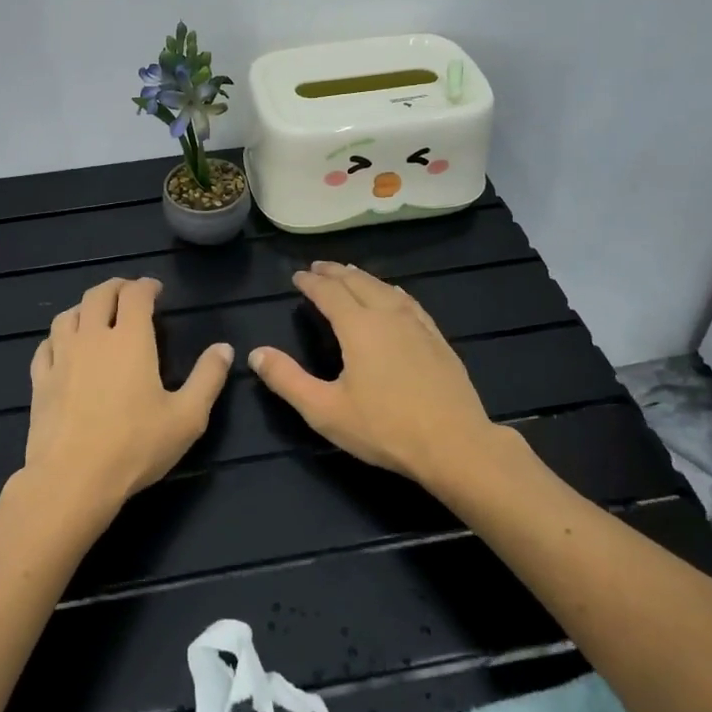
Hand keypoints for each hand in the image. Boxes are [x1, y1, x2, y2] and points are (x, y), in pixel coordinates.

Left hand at [23, 276, 233, 512]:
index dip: (146, 286)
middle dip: (116, 287)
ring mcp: (61, 357)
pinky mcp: (40, 381)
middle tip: (128, 293)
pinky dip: (59, 337)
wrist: (72, 480)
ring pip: (68, 315)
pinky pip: (46, 345)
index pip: (135, 295)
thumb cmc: (135, 446)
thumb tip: (224, 348)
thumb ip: (208, 378)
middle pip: (98, 295)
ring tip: (95, 314)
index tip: (156, 289)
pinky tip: (63, 347)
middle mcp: (92, 337)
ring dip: (84, 307)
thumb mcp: (187, 417)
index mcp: (129, 339)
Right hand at [249, 262, 496, 482]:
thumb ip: (287, 380)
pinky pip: (409, 302)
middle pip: (358, 282)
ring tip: (350, 274)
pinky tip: (394, 297)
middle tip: (319, 266)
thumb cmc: (385, 429)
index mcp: (359, 327)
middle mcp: (388, 315)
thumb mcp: (325, 410)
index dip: (311, 283)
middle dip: (335, 272)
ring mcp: (417, 325)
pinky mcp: (437, 339)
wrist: (455, 445)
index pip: (329, 293)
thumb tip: (256, 353)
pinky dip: (392, 291)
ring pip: (385, 288)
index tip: (297, 276)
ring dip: (363, 278)